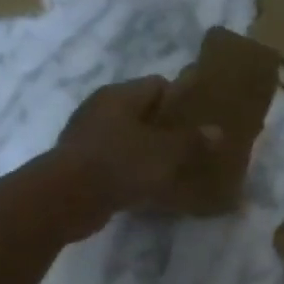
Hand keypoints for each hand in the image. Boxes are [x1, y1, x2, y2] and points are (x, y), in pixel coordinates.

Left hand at [54, 76, 219, 215]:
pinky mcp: (82, 164)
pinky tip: (151, 186)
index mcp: (120, 95)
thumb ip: (192, 140)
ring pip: (130, 137)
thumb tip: (217, 130)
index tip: (200, 120)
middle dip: (168, 127)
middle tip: (194, 146)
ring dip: (150, 151)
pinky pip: (117, 161)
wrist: (66, 199)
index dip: (181, 99)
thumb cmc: (120, 164)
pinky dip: (133, 170)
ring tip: (177, 168)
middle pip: (143, 111)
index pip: (158, 84)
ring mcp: (88, 136)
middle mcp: (101, 109)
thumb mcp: (166, 152)